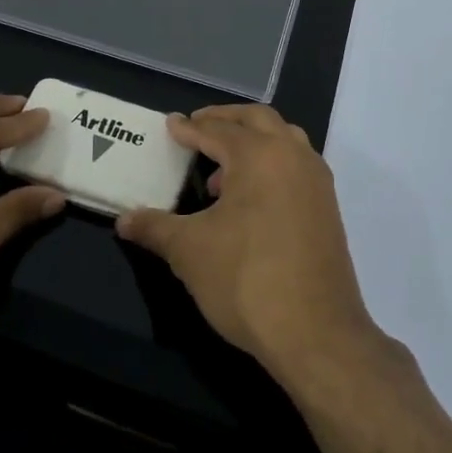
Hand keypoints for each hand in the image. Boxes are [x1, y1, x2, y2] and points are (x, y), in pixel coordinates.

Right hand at [115, 104, 383, 389]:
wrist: (316, 333)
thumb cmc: (246, 280)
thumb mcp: (190, 251)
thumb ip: (155, 228)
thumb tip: (124, 221)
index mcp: (260, 155)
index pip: (218, 130)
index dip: (190, 128)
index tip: (171, 126)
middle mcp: (294, 157)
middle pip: (258, 119)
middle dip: (226, 119)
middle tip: (198, 127)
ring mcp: (317, 182)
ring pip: (284, 140)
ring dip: (253, 142)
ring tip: (221, 170)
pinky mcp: (328, 209)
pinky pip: (297, 167)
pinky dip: (272, 165)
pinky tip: (249, 201)